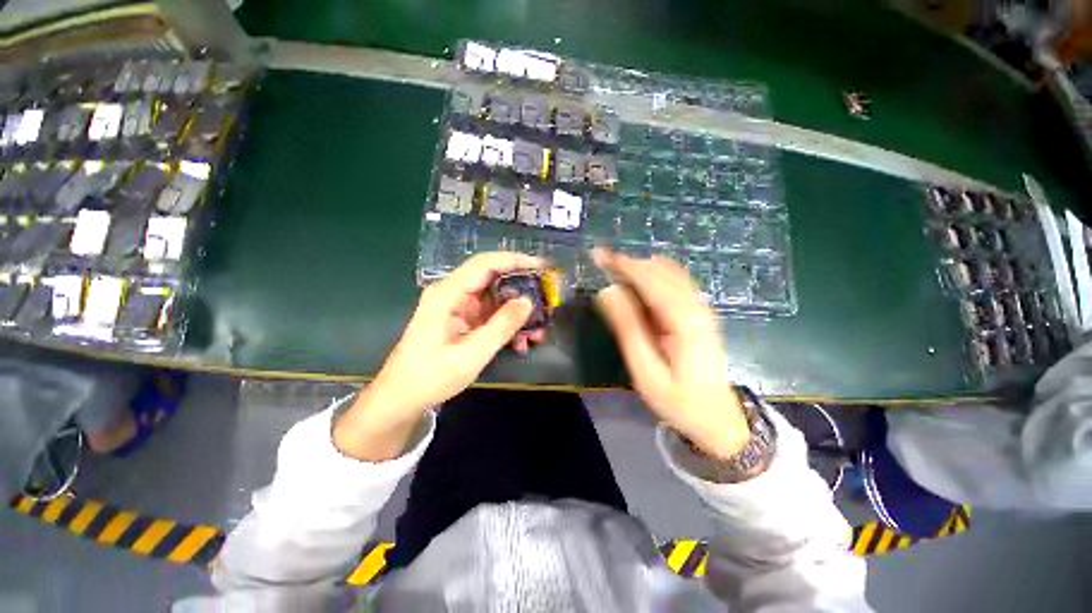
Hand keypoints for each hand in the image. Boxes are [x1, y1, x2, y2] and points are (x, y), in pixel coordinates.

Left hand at [335, 252, 546, 460]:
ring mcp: (458, 307)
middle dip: (522, 290)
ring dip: (517, 312)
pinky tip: (521, 341)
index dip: (514, 261)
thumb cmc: (431, 376)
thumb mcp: (472, 353)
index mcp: (448, 294)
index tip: (541, 266)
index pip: (485, 264)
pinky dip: (507, 324)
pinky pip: (491, 314)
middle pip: (493, 279)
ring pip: (496, 298)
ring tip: (538, 330)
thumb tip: (528, 301)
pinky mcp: (463, 320)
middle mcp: (453, 294)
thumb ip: (502, 326)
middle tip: (546, 301)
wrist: (402, 397)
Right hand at [593, 248, 749, 458]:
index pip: (651, 281)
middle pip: (661, 273)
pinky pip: (677, 284)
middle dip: (630, 264)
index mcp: (685, 321)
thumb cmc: (678, 399)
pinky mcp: (700, 315)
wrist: (717, 419)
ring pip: (670, 275)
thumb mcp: (645, 369)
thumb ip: (627, 328)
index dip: (625, 265)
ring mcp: (702, 309)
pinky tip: (642, 279)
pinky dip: (656, 276)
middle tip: (603, 261)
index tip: (601, 255)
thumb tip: (607, 292)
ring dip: (642, 268)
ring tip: (616, 268)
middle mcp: (697, 307)